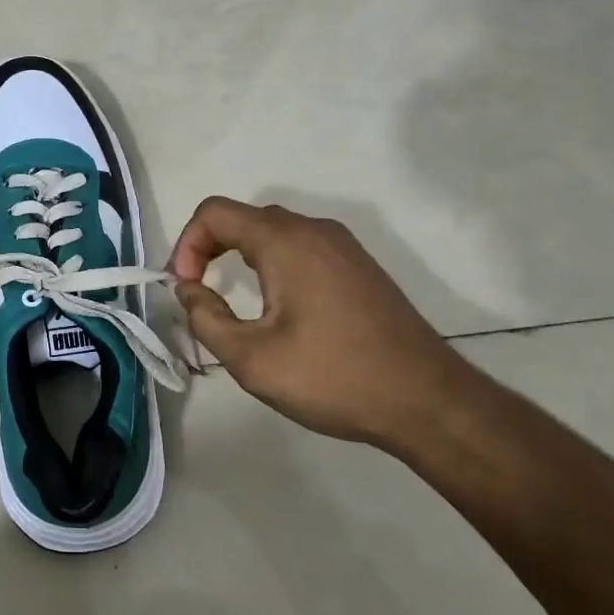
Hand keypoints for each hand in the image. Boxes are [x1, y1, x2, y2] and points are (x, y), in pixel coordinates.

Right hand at [167, 197, 484, 446]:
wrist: (428, 402)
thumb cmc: (333, 377)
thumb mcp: (251, 359)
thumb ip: (206, 318)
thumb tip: (188, 290)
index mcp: (285, 241)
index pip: (214, 213)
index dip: (186, 245)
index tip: (185, 289)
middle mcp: (314, 230)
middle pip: (243, 218)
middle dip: (209, 249)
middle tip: (200, 296)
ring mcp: (342, 246)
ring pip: (274, 232)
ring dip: (240, 257)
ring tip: (234, 304)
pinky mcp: (359, 266)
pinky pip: (301, 247)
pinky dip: (273, 263)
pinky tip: (279, 308)